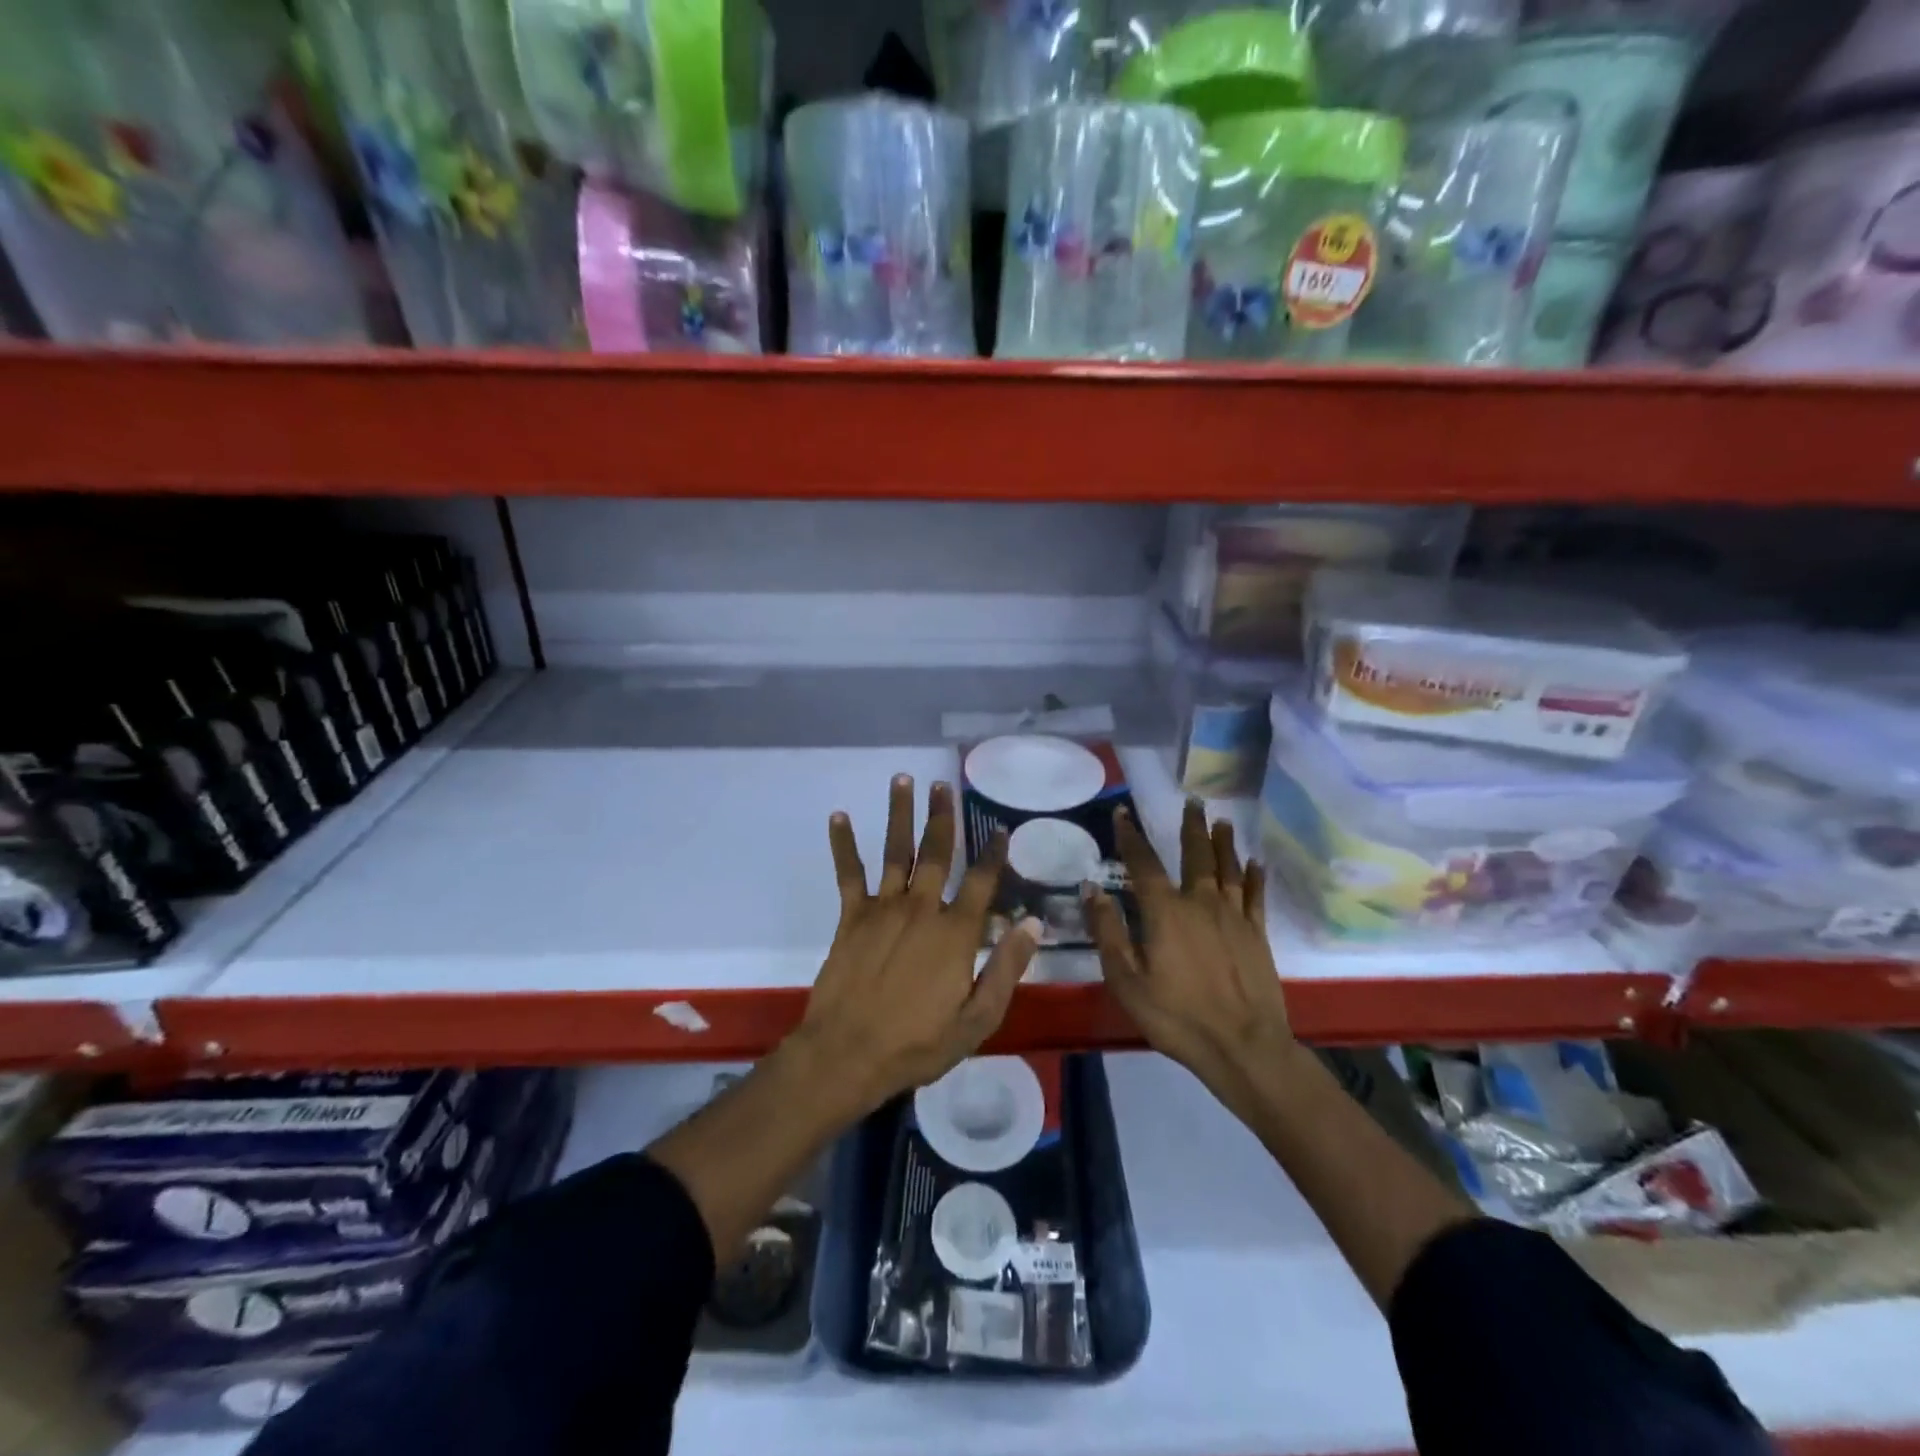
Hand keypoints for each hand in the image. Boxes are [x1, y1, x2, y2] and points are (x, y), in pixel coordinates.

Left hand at [792, 774, 1042, 1116]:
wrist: (848, 1054)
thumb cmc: (918, 1043)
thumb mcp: (977, 1019)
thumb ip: (1006, 969)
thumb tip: (1031, 923)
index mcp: (955, 932)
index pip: (981, 882)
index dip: (994, 854)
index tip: (1001, 829)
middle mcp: (921, 908)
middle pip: (936, 852)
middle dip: (942, 816)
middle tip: (943, 784)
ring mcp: (883, 909)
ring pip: (896, 851)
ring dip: (900, 814)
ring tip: (904, 780)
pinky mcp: (852, 917)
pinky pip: (849, 874)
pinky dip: (844, 844)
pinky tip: (839, 816)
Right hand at [1082, 800, 1293, 1081]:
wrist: (1243, 1046)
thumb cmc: (1176, 1016)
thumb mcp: (1126, 979)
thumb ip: (1108, 931)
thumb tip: (1091, 888)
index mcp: (1165, 911)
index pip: (1143, 863)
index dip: (1131, 836)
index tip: (1123, 813)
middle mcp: (1201, 902)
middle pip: (1196, 855)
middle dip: (1191, 826)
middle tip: (1194, 801)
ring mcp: (1234, 917)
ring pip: (1228, 868)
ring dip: (1224, 842)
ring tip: (1223, 821)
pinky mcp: (1258, 935)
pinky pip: (1255, 896)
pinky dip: (1254, 876)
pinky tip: (1255, 863)